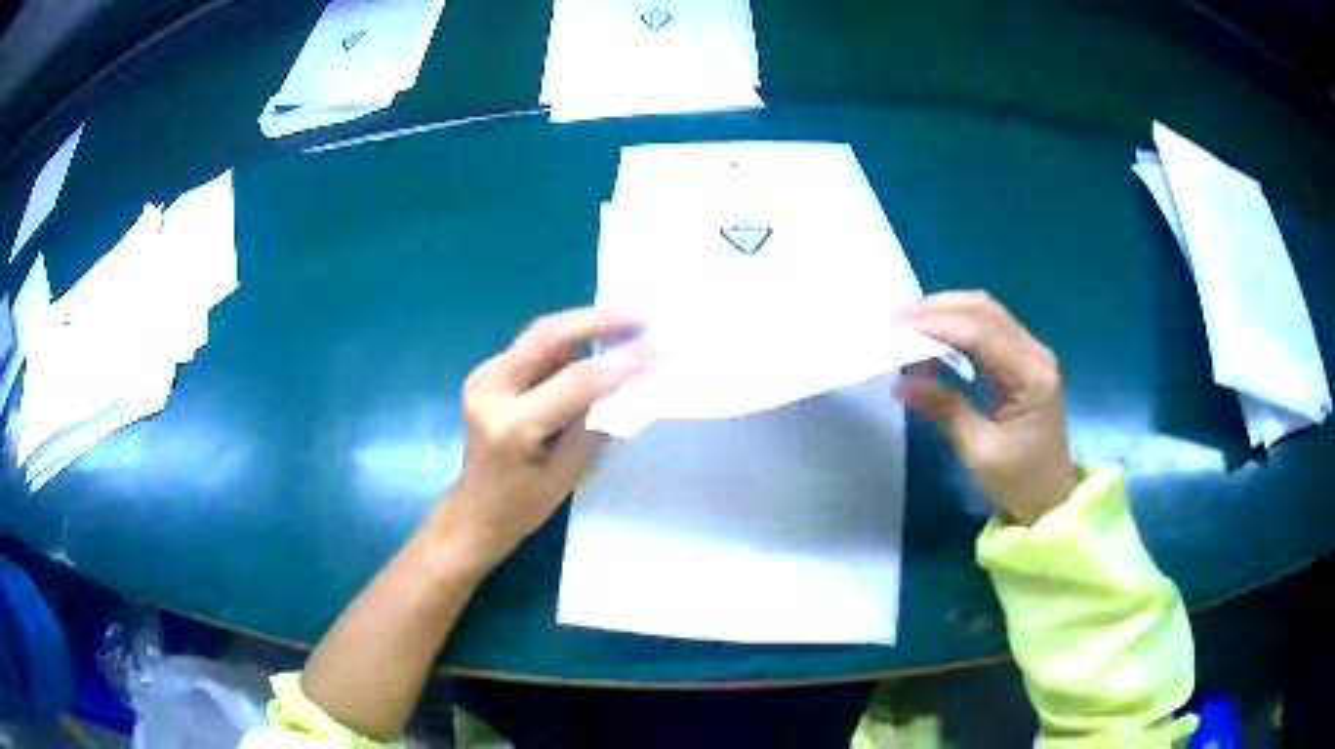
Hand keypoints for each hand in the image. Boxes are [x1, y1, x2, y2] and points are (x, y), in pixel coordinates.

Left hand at [434, 308, 652, 568]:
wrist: (474, 511)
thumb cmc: (521, 505)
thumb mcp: (567, 476)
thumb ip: (595, 428)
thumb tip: (629, 387)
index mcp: (512, 425)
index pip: (576, 381)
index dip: (622, 362)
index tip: (659, 348)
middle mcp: (490, 390)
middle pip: (547, 336)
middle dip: (596, 320)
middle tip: (637, 319)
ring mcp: (483, 377)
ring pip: (539, 335)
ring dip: (581, 328)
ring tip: (623, 328)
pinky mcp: (485, 374)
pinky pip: (531, 347)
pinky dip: (564, 343)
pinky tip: (590, 348)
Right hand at [895, 291, 1077, 524]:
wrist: (1050, 497)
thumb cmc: (1019, 481)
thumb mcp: (978, 451)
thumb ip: (944, 409)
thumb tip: (900, 383)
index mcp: (1031, 376)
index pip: (980, 332)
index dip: (937, 324)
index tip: (896, 327)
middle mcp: (1035, 352)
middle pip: (984, 309)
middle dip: (937, 308)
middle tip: (895, 319)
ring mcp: (1031, 352)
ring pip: (985, 311)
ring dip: (946, 312)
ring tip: (907, 324)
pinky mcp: (1022, 359)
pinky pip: (987, 329)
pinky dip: (957, 327)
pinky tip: (932, 338)